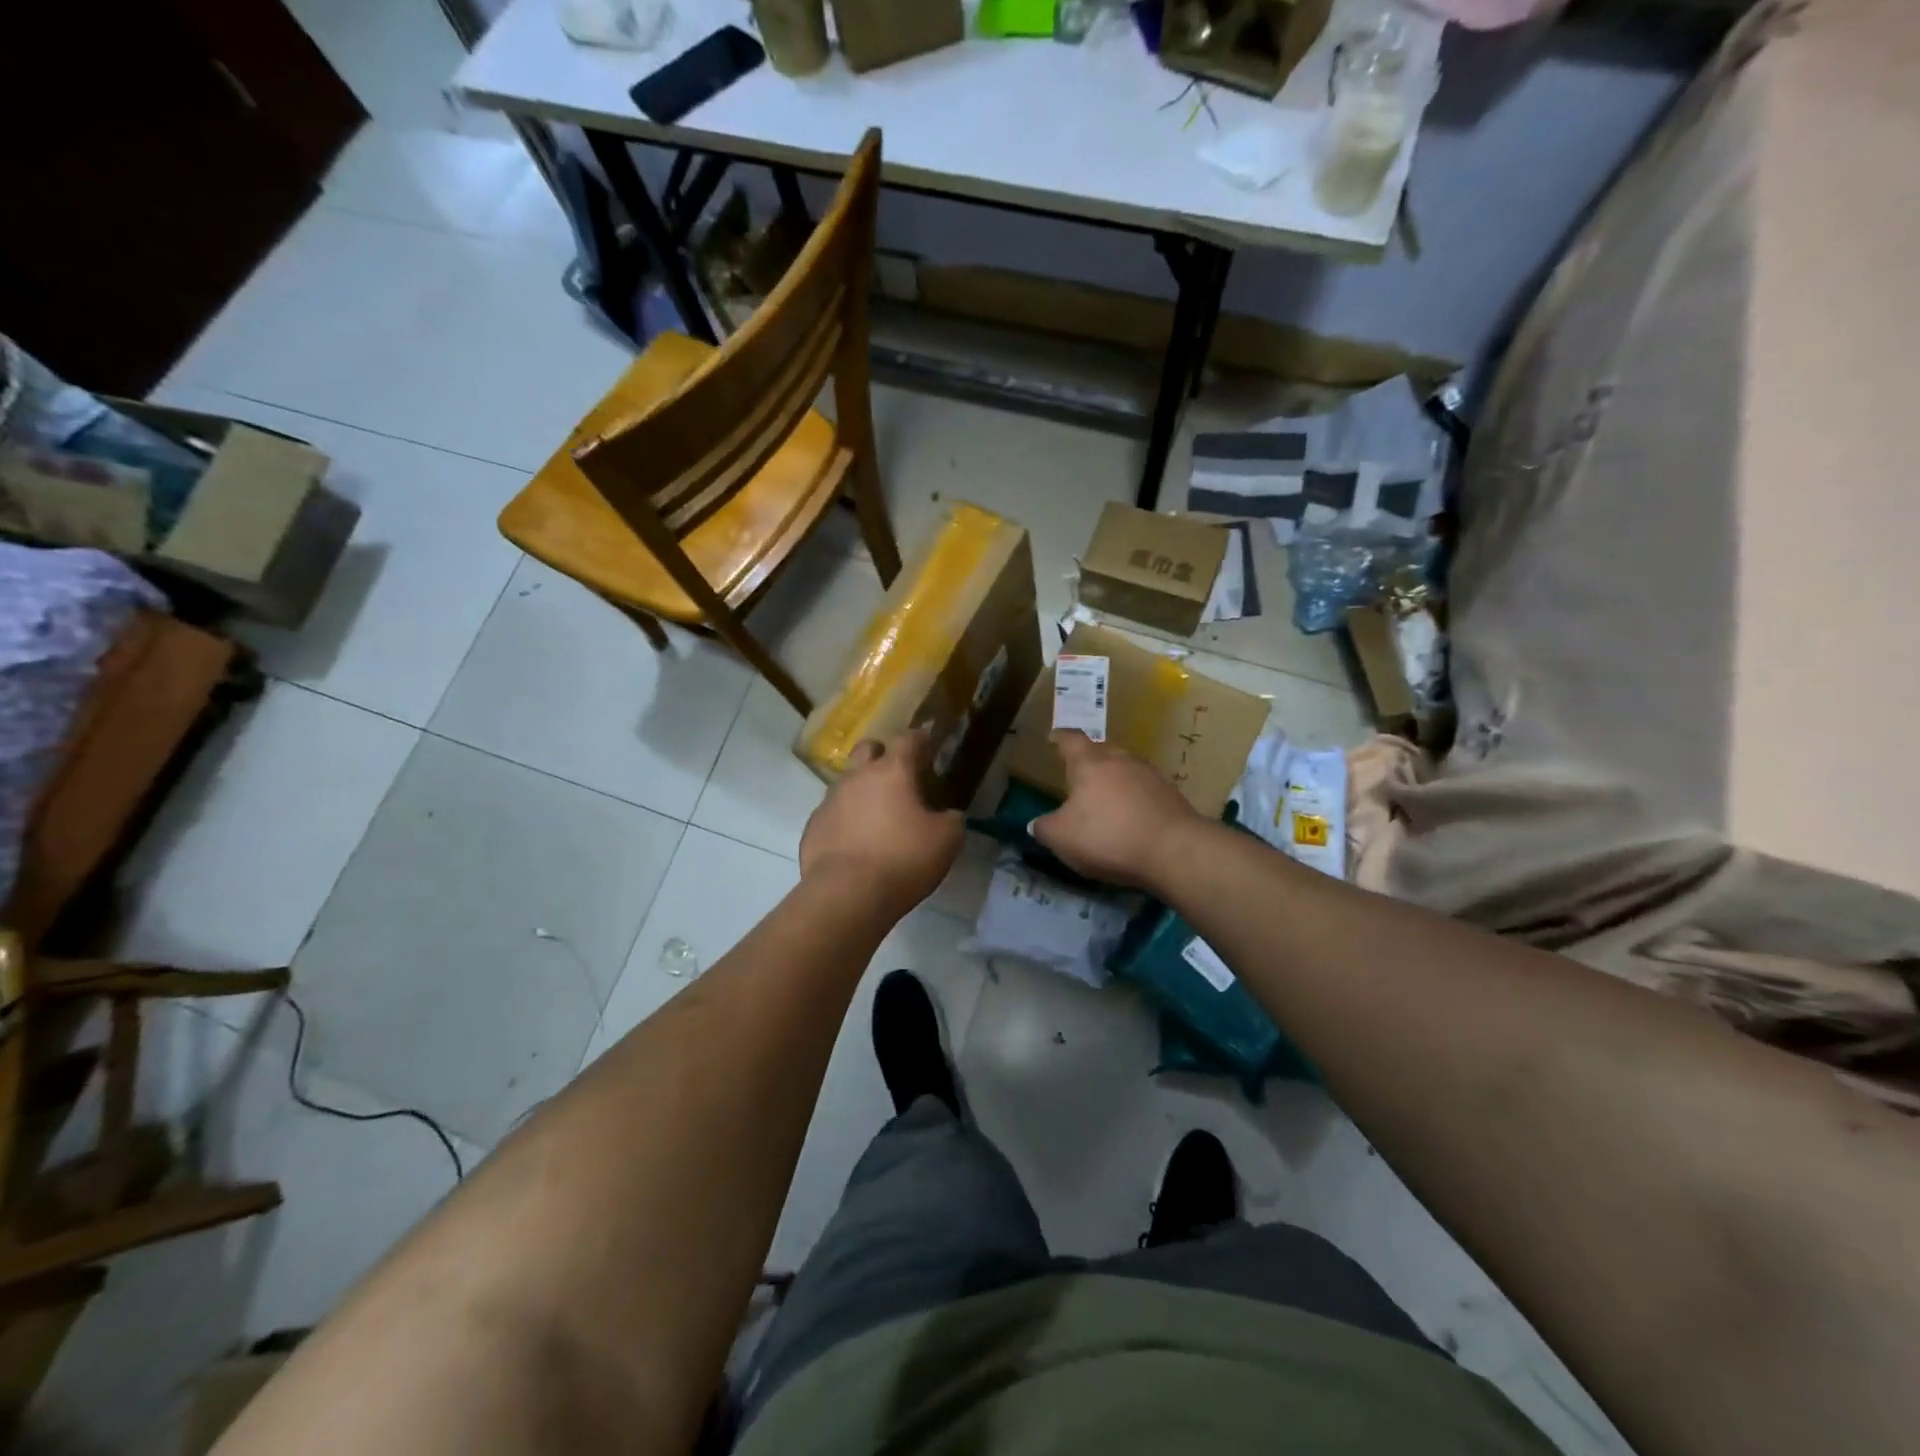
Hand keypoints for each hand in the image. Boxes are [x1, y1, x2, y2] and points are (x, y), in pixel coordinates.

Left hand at [800, 730, 964, 915]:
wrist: (846, 895)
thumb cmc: (903, 859)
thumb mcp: (946, 841)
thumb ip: (952, 820)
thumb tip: (949, 815)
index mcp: (892, 772)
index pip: (907, 739)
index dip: (919, 739)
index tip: (927, 743)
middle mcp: (857, 777)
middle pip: (867, 749)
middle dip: (882, 755)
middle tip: (898, 776)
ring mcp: (829, 801)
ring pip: (847, 783)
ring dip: (862, 791)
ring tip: (877, 817)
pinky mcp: (813, 827)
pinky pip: (832, 814)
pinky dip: (845, 821)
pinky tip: (856, 844)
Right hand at [1029, 730, 1202, 890]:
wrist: (1174, 851)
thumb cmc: (1108, 836)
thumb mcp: (1062, 838)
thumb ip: (1044, 828)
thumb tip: (1037, 824)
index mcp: (1089, 763)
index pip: (1071, 740)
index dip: (1059, 738)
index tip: (1053, 739)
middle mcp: (1121, 760)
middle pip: (1101, 750)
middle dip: (1088, 759)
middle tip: (1078, 774)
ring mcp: (1150, 775)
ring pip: (1125, 769)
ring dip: (1114, 780)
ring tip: (1104, 798)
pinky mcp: (1171, 795)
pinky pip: (1144, 790)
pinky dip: (1133, 798)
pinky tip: (1130, 817)